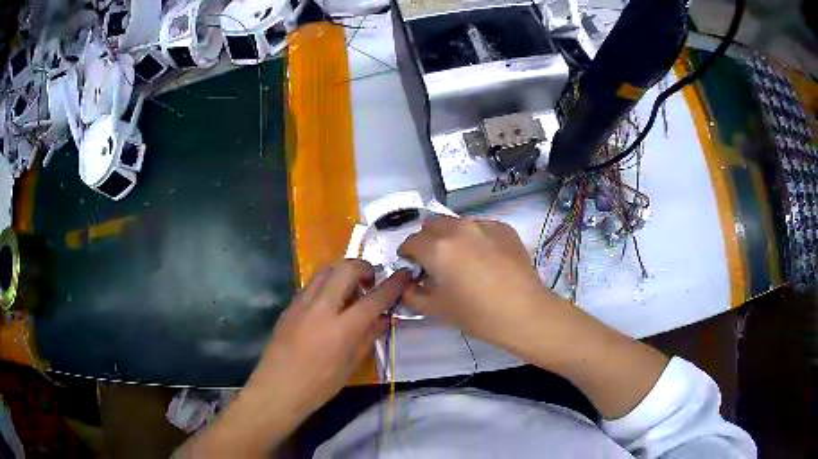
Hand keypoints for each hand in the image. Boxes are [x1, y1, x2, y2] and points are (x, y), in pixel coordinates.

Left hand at [180, 261, 410, 457]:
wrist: (278, 388)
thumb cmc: (319, 385)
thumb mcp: (351, 365)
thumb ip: (369, 336)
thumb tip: (384, 318)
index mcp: (342, 329)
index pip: (374, 299)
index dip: (393, 285)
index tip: (405, 275)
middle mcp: (321, 308)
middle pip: (346, 269)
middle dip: (364, 267)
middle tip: (371, 280)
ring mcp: (302, 304)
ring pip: (325, 270)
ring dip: (343, 271)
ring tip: (350, 289)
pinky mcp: (290, 305)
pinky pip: (312, 284)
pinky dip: (327, 283)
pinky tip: (330, 302)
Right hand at [398, 216, 559, 347]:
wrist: (524, 312)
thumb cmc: (477, 314)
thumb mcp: (436, 309)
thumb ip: (413, 294)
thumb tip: (409, 284)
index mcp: (437, 247)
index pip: (410, 242)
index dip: (407, 255)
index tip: (413, 268)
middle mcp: (458, 228)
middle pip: (432, 225)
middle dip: (427, 240)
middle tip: (435, 262)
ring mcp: (483, 225)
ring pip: (457, 223)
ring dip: (451, 236)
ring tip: (463, 259)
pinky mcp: (504, 228)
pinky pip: (480, 226)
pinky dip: (475, 237)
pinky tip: (486, 258)